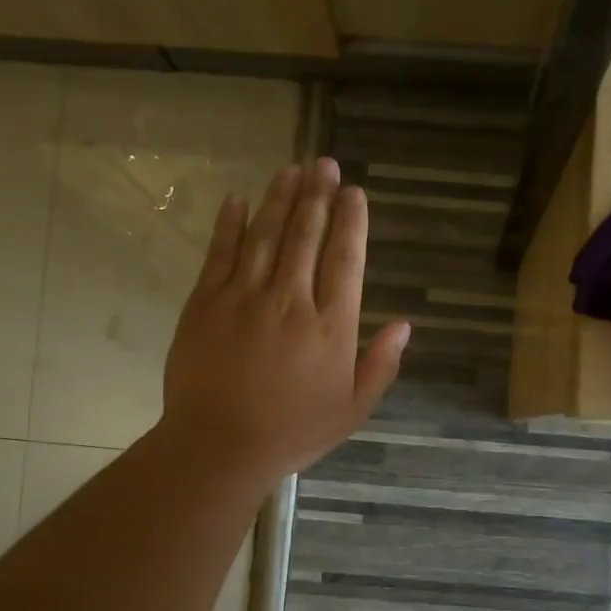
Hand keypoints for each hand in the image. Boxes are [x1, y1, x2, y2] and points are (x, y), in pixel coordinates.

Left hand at [162, 159, 407, 485]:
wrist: (220, 446)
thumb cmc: (293, 432)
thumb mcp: (353, 409)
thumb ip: (380, 365)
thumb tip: (405, 325)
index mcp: (331, 326)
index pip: (345, 259)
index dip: (351, 222)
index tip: (354, 193)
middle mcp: (291, 300)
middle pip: (306, 235)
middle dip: (318, 196)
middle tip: (324, 164)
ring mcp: (244, 297)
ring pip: (265, 235)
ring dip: (279, 199)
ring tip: (290, 170)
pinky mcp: (205, 303)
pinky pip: (220, 253)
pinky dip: (229, 224)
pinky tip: (238, 199)